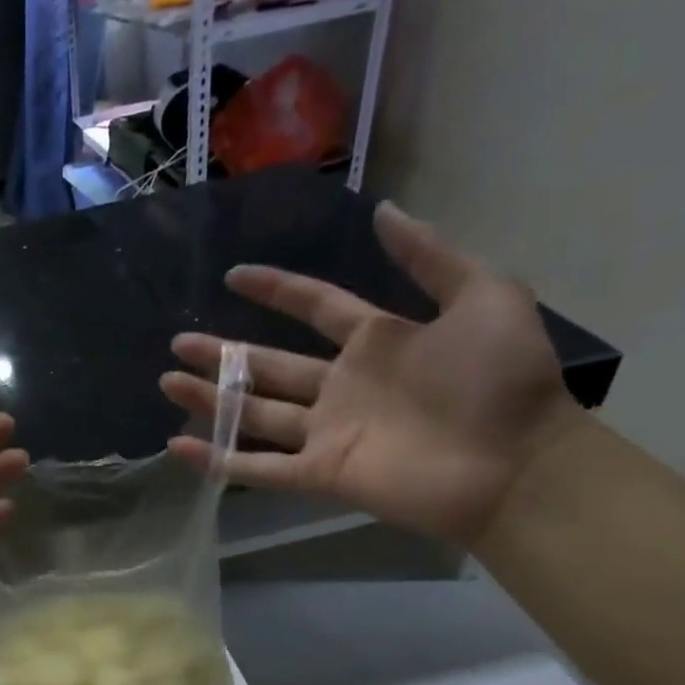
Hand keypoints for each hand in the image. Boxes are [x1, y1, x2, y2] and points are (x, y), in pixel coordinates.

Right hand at [161, 202, 585, 543]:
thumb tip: (383, 212)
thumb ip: (430, 257)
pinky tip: (178, 446)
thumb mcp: (483, 297)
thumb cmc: (502, 380)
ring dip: (210, 398)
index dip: (276, 290)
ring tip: (167, 380)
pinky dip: (217, 458)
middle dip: (223, 353)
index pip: (314, 307)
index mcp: (376, 341)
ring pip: (253, 413)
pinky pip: (258, 467)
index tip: (234, 276)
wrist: (516, 464)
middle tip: (179, 341)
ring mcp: (326, 431)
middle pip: (269, 365)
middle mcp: (341, 385)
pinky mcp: (320, 472)